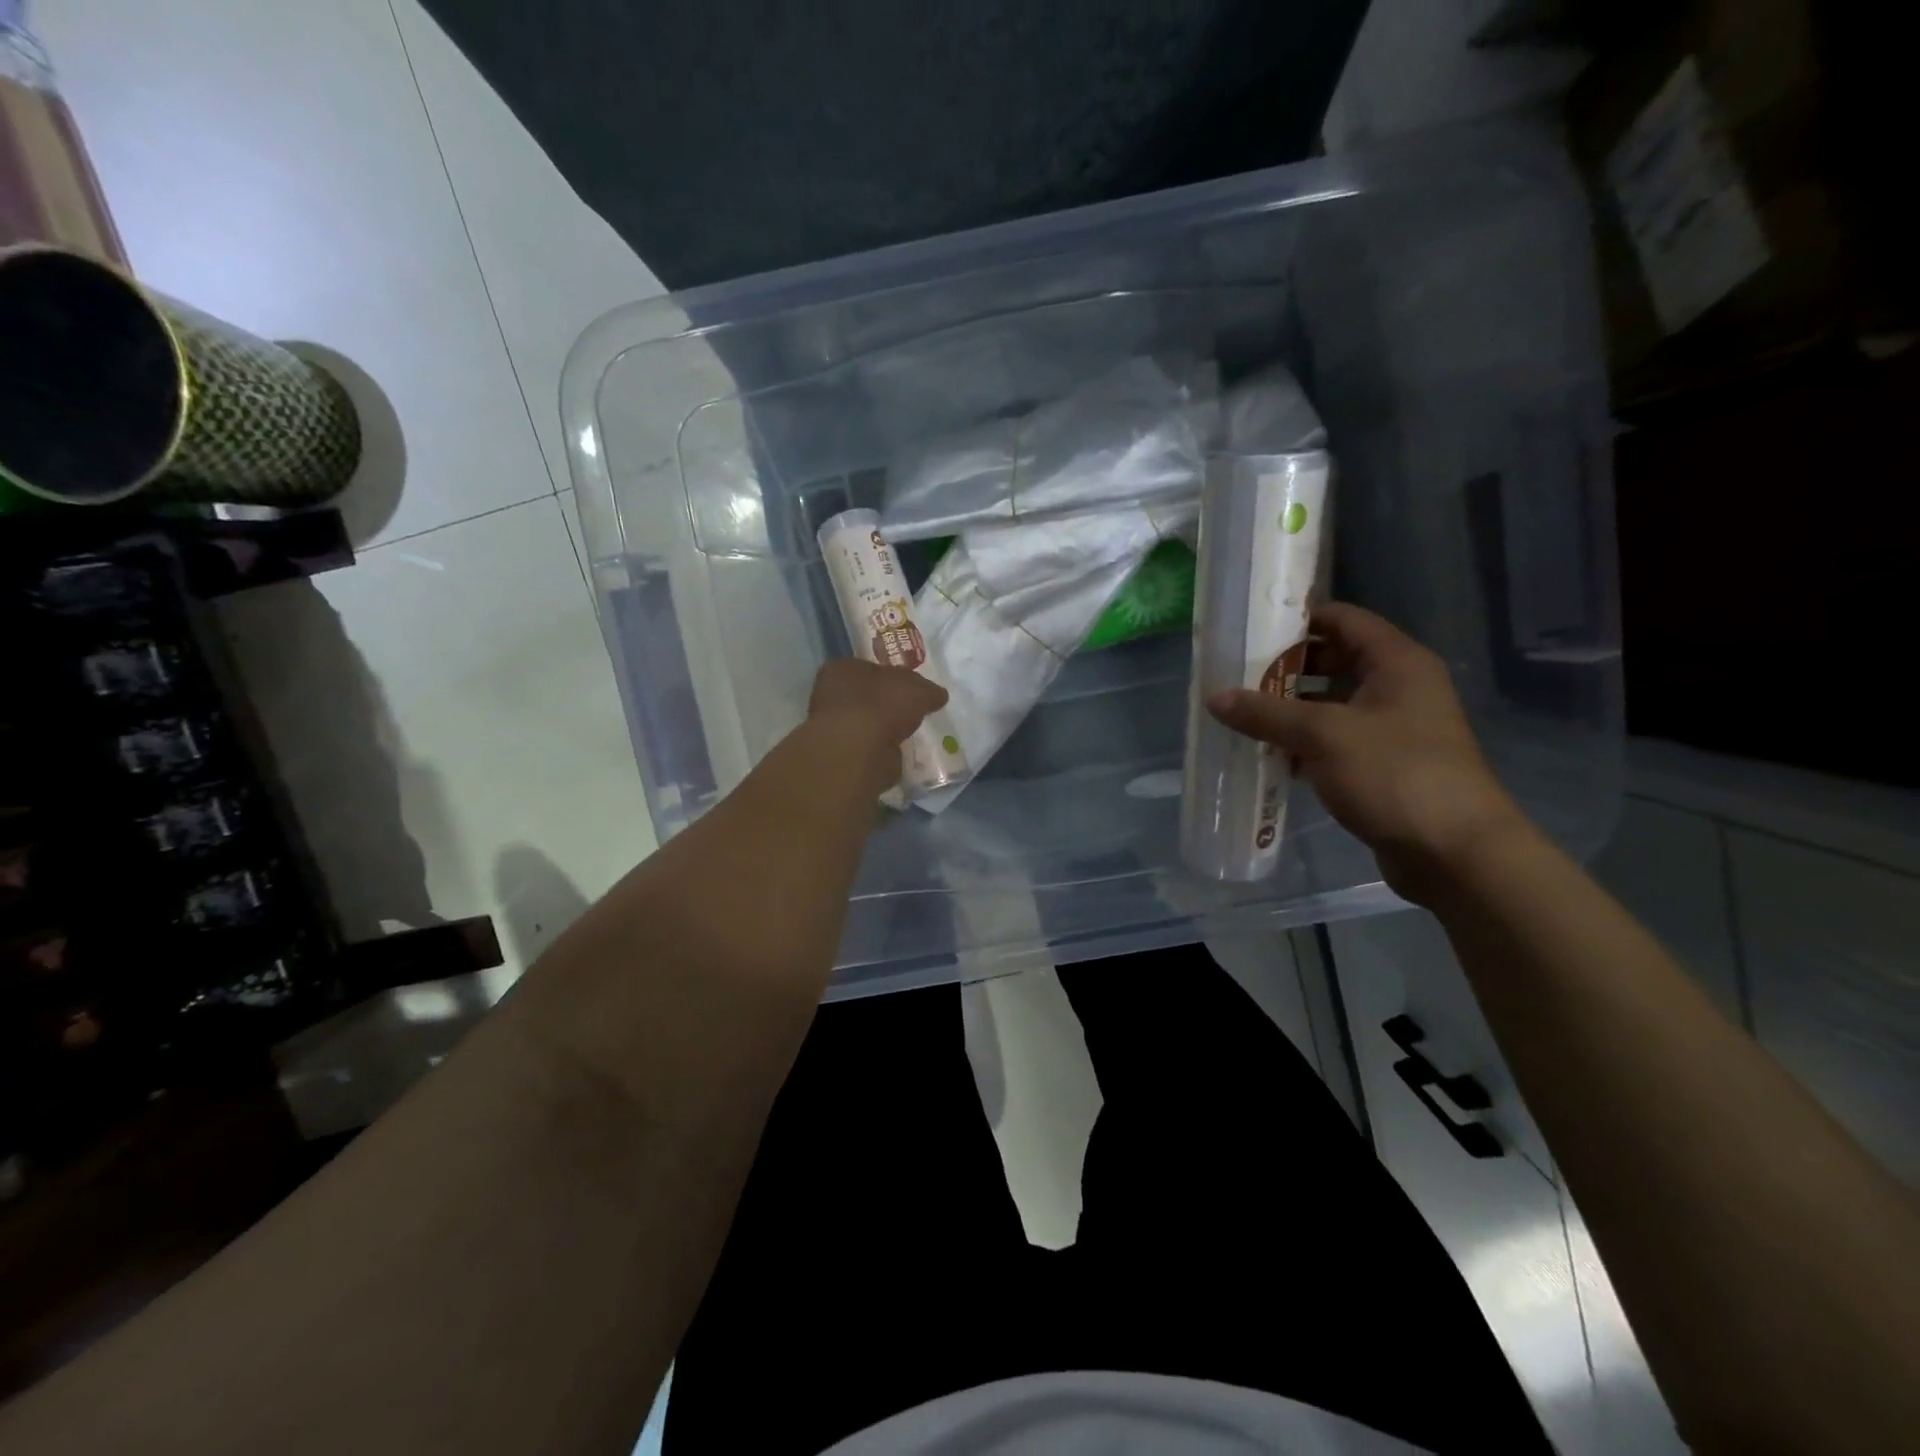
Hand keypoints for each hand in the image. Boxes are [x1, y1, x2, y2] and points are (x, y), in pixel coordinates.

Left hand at [807, 658, 948, 780]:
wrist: (857, 749)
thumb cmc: (882, 705)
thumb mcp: (917, 689)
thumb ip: (928, 690)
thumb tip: (937, 695)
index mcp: (843, 669)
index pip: (870, 668)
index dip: (892, 677)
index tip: (911, 689)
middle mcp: (830, 695)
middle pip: (866, 697)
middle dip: (887, 705)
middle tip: (911, 714)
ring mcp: (832, 728)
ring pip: (865, 724)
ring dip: (883, 731)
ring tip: (907, 737)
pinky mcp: (840, 756)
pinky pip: (867, 749)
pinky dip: (880, 752)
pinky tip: (895, 755)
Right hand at [1206, 602, 1531, 901]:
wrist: (1455, 853)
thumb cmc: (1396, 775)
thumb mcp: (1324, 736)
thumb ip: (1267, 713)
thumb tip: (1214, 697)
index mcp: (1397, 663)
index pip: (1342, 619)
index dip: (1298, 619)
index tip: (1250, 629)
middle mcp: (1398, 687)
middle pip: (1333, 661)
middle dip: (1285, 668)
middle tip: (1237, 677)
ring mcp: (1393, 728)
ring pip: (1331, 704)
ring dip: (1290, 709)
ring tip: (1242, 714)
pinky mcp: (1383, 765)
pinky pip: (1335, 741)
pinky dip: (1303, 743)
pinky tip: (1268, 754)